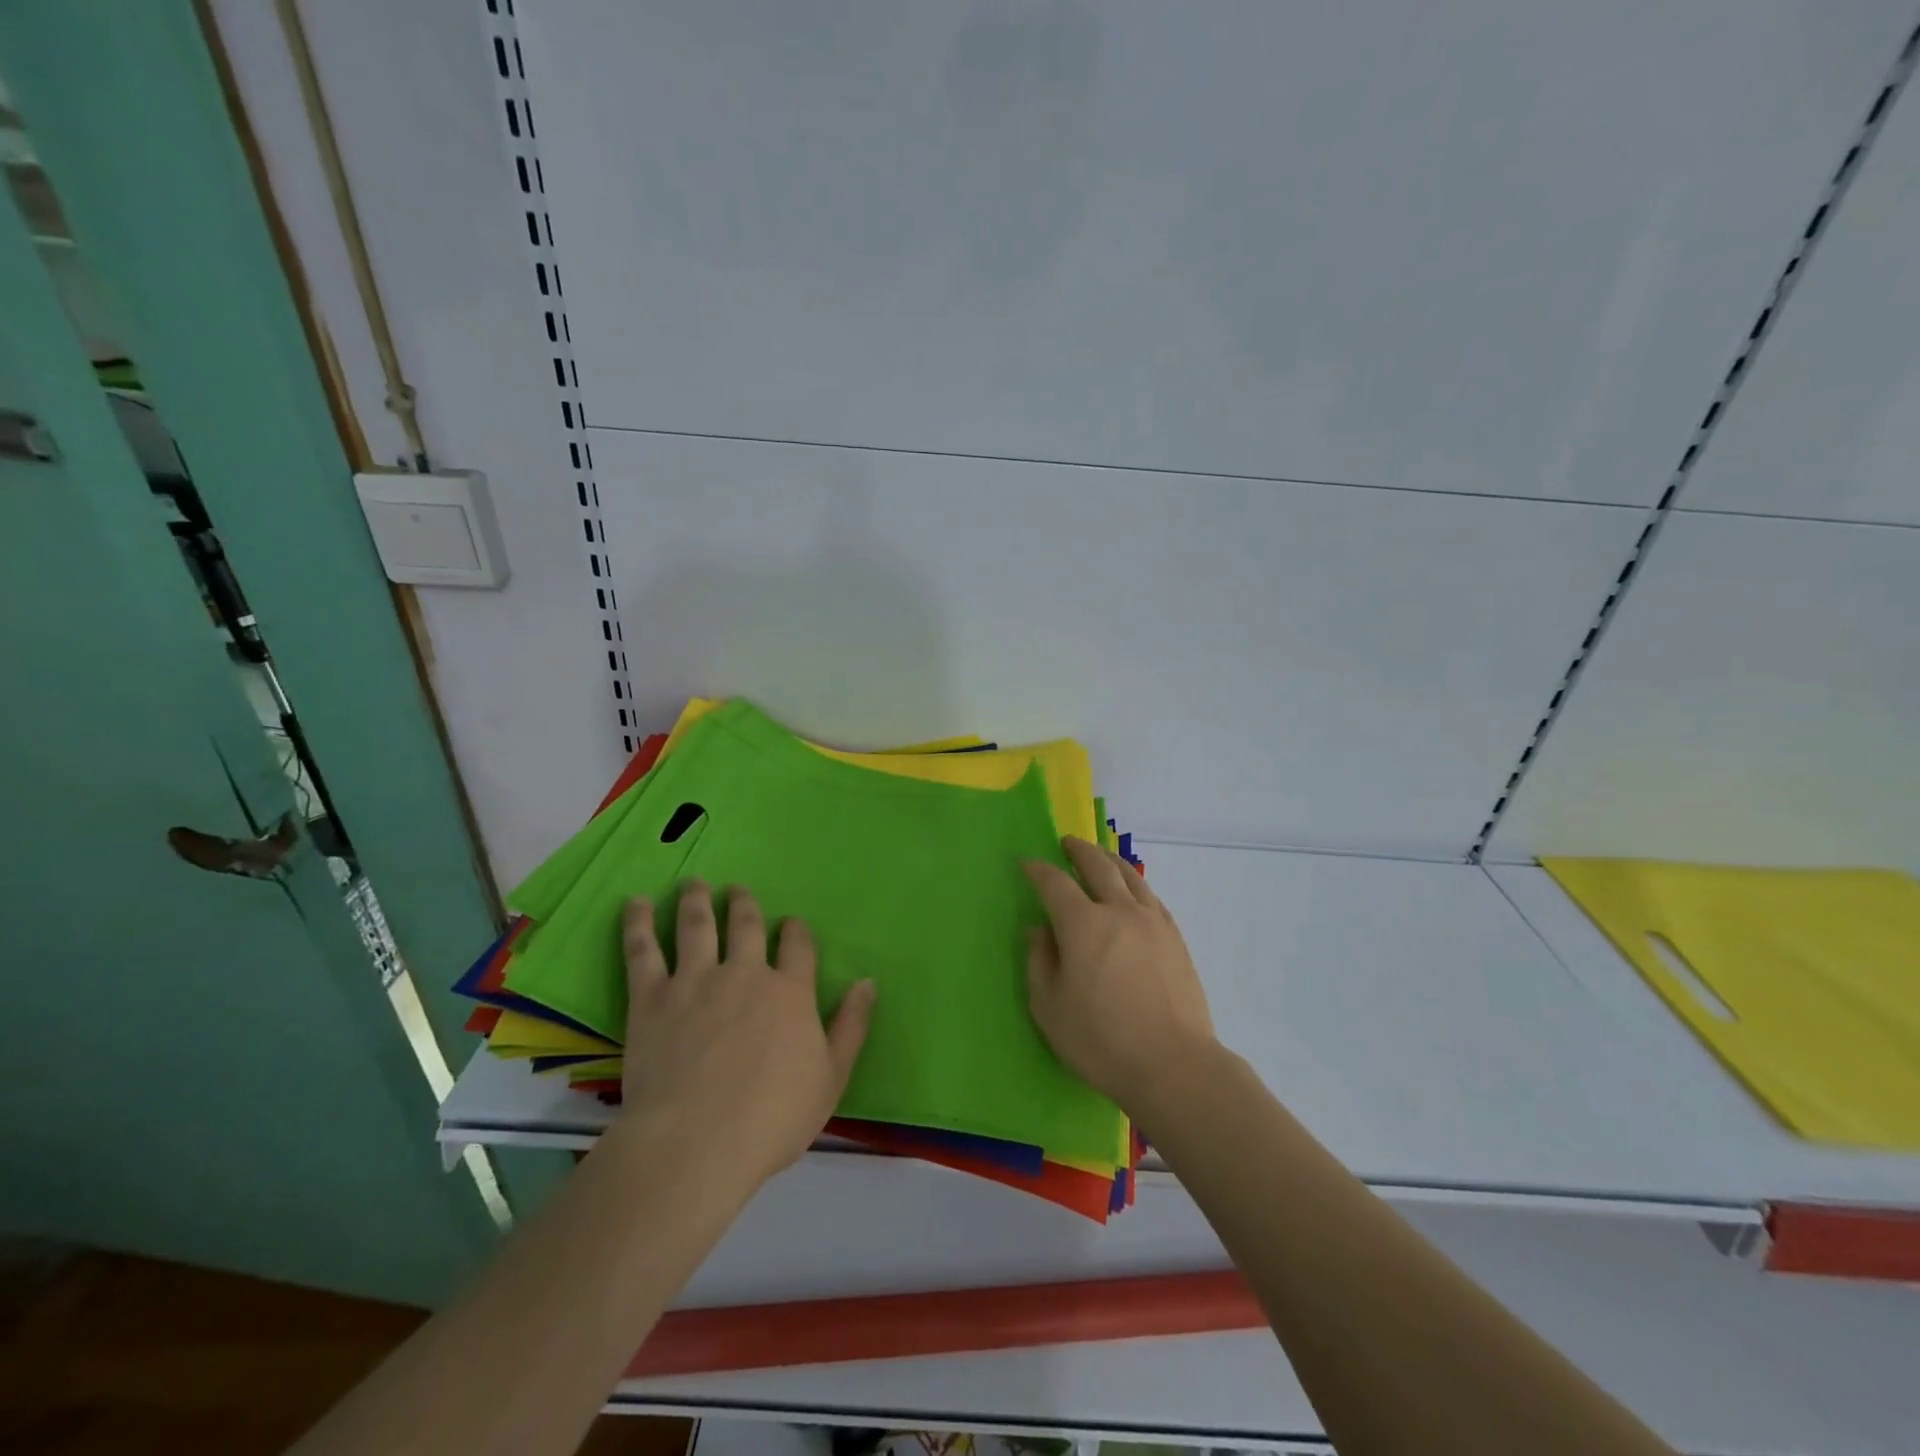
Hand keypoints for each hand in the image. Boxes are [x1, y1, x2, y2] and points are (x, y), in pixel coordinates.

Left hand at [616, 881, 875, 1188]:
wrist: (696, 1144)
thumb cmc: (772, 1118)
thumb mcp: (831, 1078)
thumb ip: (851, 1026)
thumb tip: (868, 982)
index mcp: (790, 991)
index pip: (798, 945)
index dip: (795, 930)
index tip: (791, 923)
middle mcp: (745, 973)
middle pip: (746, 925)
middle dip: (743, 903)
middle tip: (736, 889)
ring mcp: (696, 981)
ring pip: (697, 925)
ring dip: (696, 900)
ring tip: (694, 883)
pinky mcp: (652, 998)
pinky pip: (643, 950)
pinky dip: (639, 923)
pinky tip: (637, 903)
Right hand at [1024, 837, 1216, 1114]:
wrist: (1175, 1065)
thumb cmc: (1102, 1041)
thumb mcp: (1050, 1008)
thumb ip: (1040, 961)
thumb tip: (1039, 929)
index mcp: (1083, 924)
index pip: (1054, 883)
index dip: (1037, 870)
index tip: (1026, 864)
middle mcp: (1119, 910)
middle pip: (1097, 865)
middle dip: (1078, 850)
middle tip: (1066, 843)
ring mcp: (1152, 921)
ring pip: (1130, 875)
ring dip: (1109, 859)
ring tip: (1100, 856)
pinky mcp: (1175, 937)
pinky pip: (1150, 896)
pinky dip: (1135, 883)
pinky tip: (1132, 891)